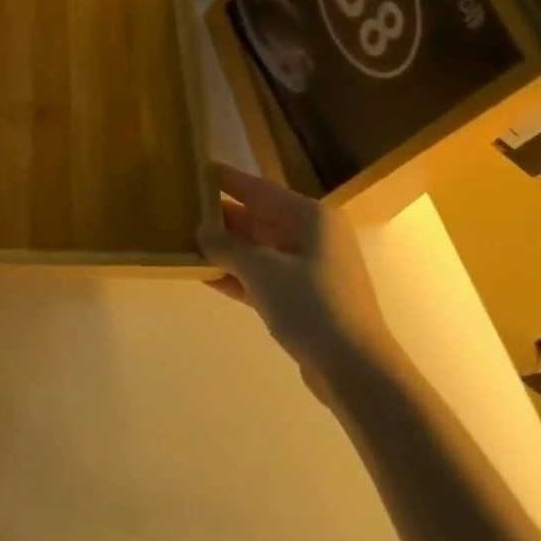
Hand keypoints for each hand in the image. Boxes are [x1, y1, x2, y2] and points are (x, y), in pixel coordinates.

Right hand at [197, 162, 393, 384]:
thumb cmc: (311, 305)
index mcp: (311, 217)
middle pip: (259, 219)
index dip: (228, 179)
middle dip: (222, 218)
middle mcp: (313, 236)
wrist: (356, 371)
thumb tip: (201, 230)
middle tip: (184, 209)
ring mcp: (310, 270)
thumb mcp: (262, 270)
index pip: (259, 189)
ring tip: (187, 241)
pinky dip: (238, 276)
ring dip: (227, 249)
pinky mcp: (305, 300)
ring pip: (260, 250)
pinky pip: (264, 278)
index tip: (198, 169)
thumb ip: (227, 247)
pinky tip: (205, 275)